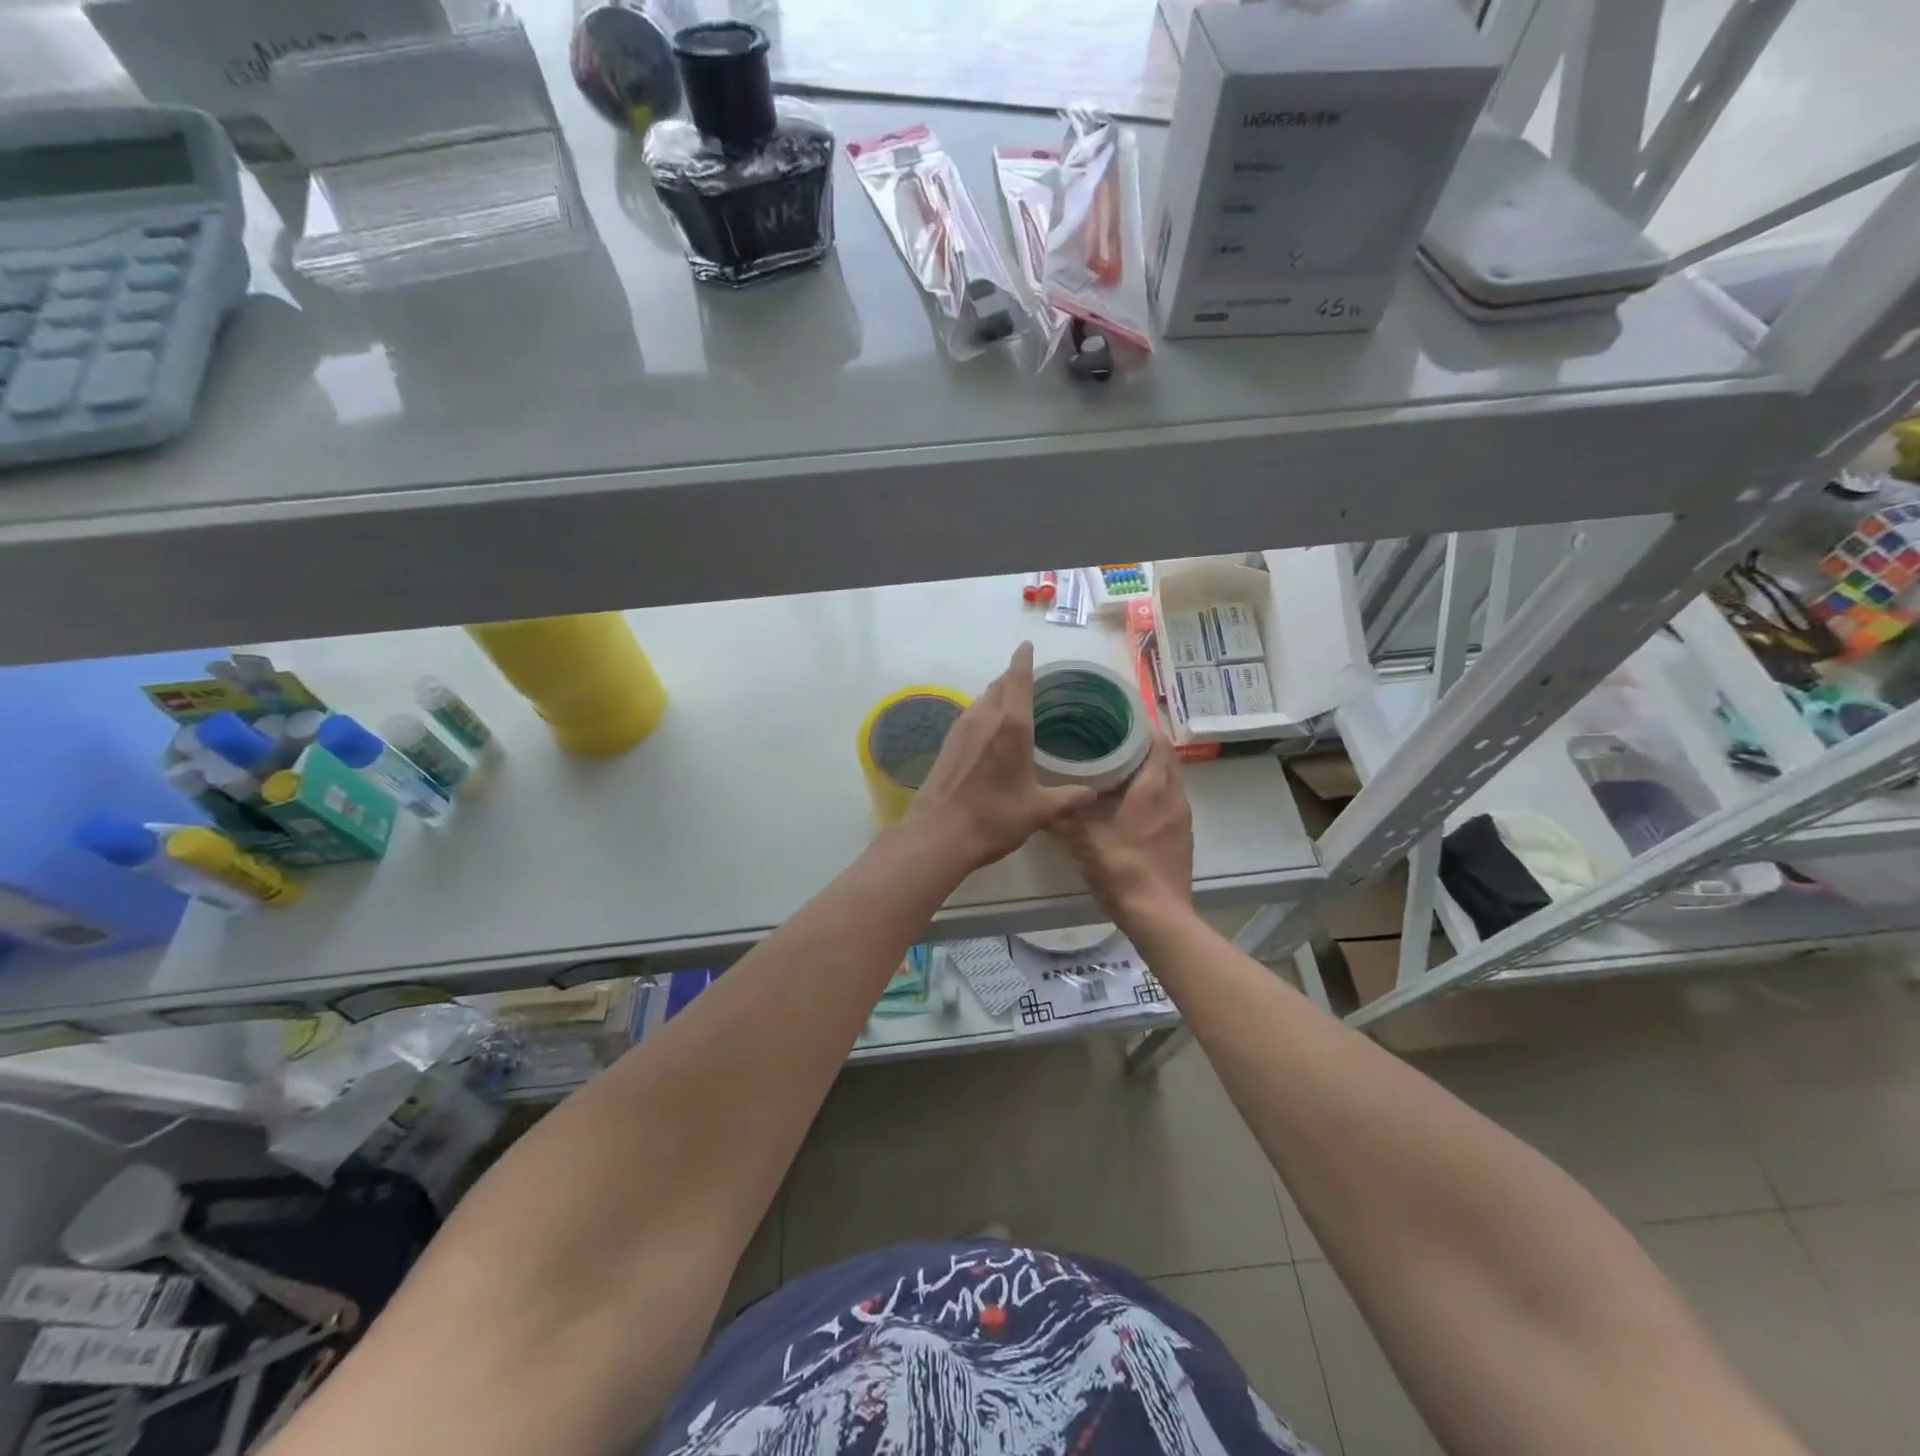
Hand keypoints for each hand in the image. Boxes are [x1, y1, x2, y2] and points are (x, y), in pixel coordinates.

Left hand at [906, 644, 1098, 871]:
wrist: (939, 834)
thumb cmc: (994, 817)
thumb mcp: (1039, 810)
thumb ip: (1069, 798)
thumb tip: (1093, 794)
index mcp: (1012, 725)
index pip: (1018, 678)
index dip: (1023, 659)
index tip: (1027, 645)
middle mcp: (984, 717)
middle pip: (999, 685)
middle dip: (1013, 677)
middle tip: (1029, 678)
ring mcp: (961, 729)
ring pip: (982, 699)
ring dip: (997, 695)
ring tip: (1012, 703)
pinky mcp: (947, 744)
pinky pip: (970, 715)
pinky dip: (984, 712)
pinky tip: (989, 731)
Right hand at [1048, 734, 1193, 929]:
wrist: (1158, 915)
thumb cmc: (1122, 867)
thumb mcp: (1081, 838)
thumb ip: (1059, 815)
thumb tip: (1034, 798)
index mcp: (1154, 786)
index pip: (1157, 740)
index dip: (1139, 726)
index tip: (1113, 718)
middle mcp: (1174, 795)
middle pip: (1163, 758)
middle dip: (1139, 747)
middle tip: (1107, 741)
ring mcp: (1182, 817)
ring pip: (1167, 781)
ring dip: (1146, 772)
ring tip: (1113, 769)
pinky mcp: (1181, 836)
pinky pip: (1167, 802)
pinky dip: (1150, 795)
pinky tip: (1126, 805)